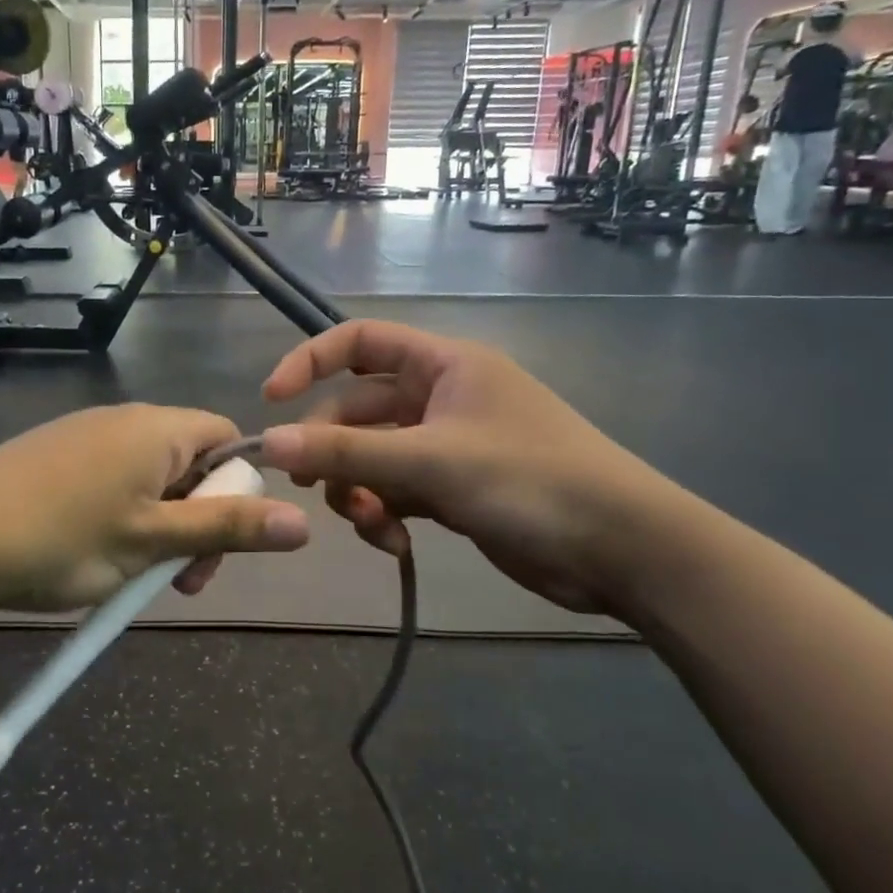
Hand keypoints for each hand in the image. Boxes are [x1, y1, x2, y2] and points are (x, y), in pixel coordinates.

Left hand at [0, 404, 310, 612]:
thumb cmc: (63, 538)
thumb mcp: (153, 541)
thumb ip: (228, 528)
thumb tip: (303, 522)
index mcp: (157, 429)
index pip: (228, 439)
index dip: (239, 489)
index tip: (218, 544)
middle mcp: (124, 420)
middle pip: (190, 463)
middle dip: (198, 521)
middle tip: (177, 581)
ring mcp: (83, 436)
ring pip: (148, 480)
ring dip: (159, 527)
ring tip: (130, 578)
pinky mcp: (52, 457)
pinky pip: (110, 482)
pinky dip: (120, 519)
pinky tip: (92, 557)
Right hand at [260, 321, 676, 614]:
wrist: (623, 551)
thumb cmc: (531, 481)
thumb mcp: (431, 463)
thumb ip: (347, 453)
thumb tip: (269, 443)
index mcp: (443, 365)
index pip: (360, 342)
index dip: (310, 362)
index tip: (272, 401)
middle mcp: (440, 397)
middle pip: (357, 411)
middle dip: (332, 449)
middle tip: (307, 486)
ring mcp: (445, 445)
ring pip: (371, 457)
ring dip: (357, 489)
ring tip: (368, 523)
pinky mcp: (451, 489)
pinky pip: (394, 490)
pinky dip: (383, 513)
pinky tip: (392, 543)